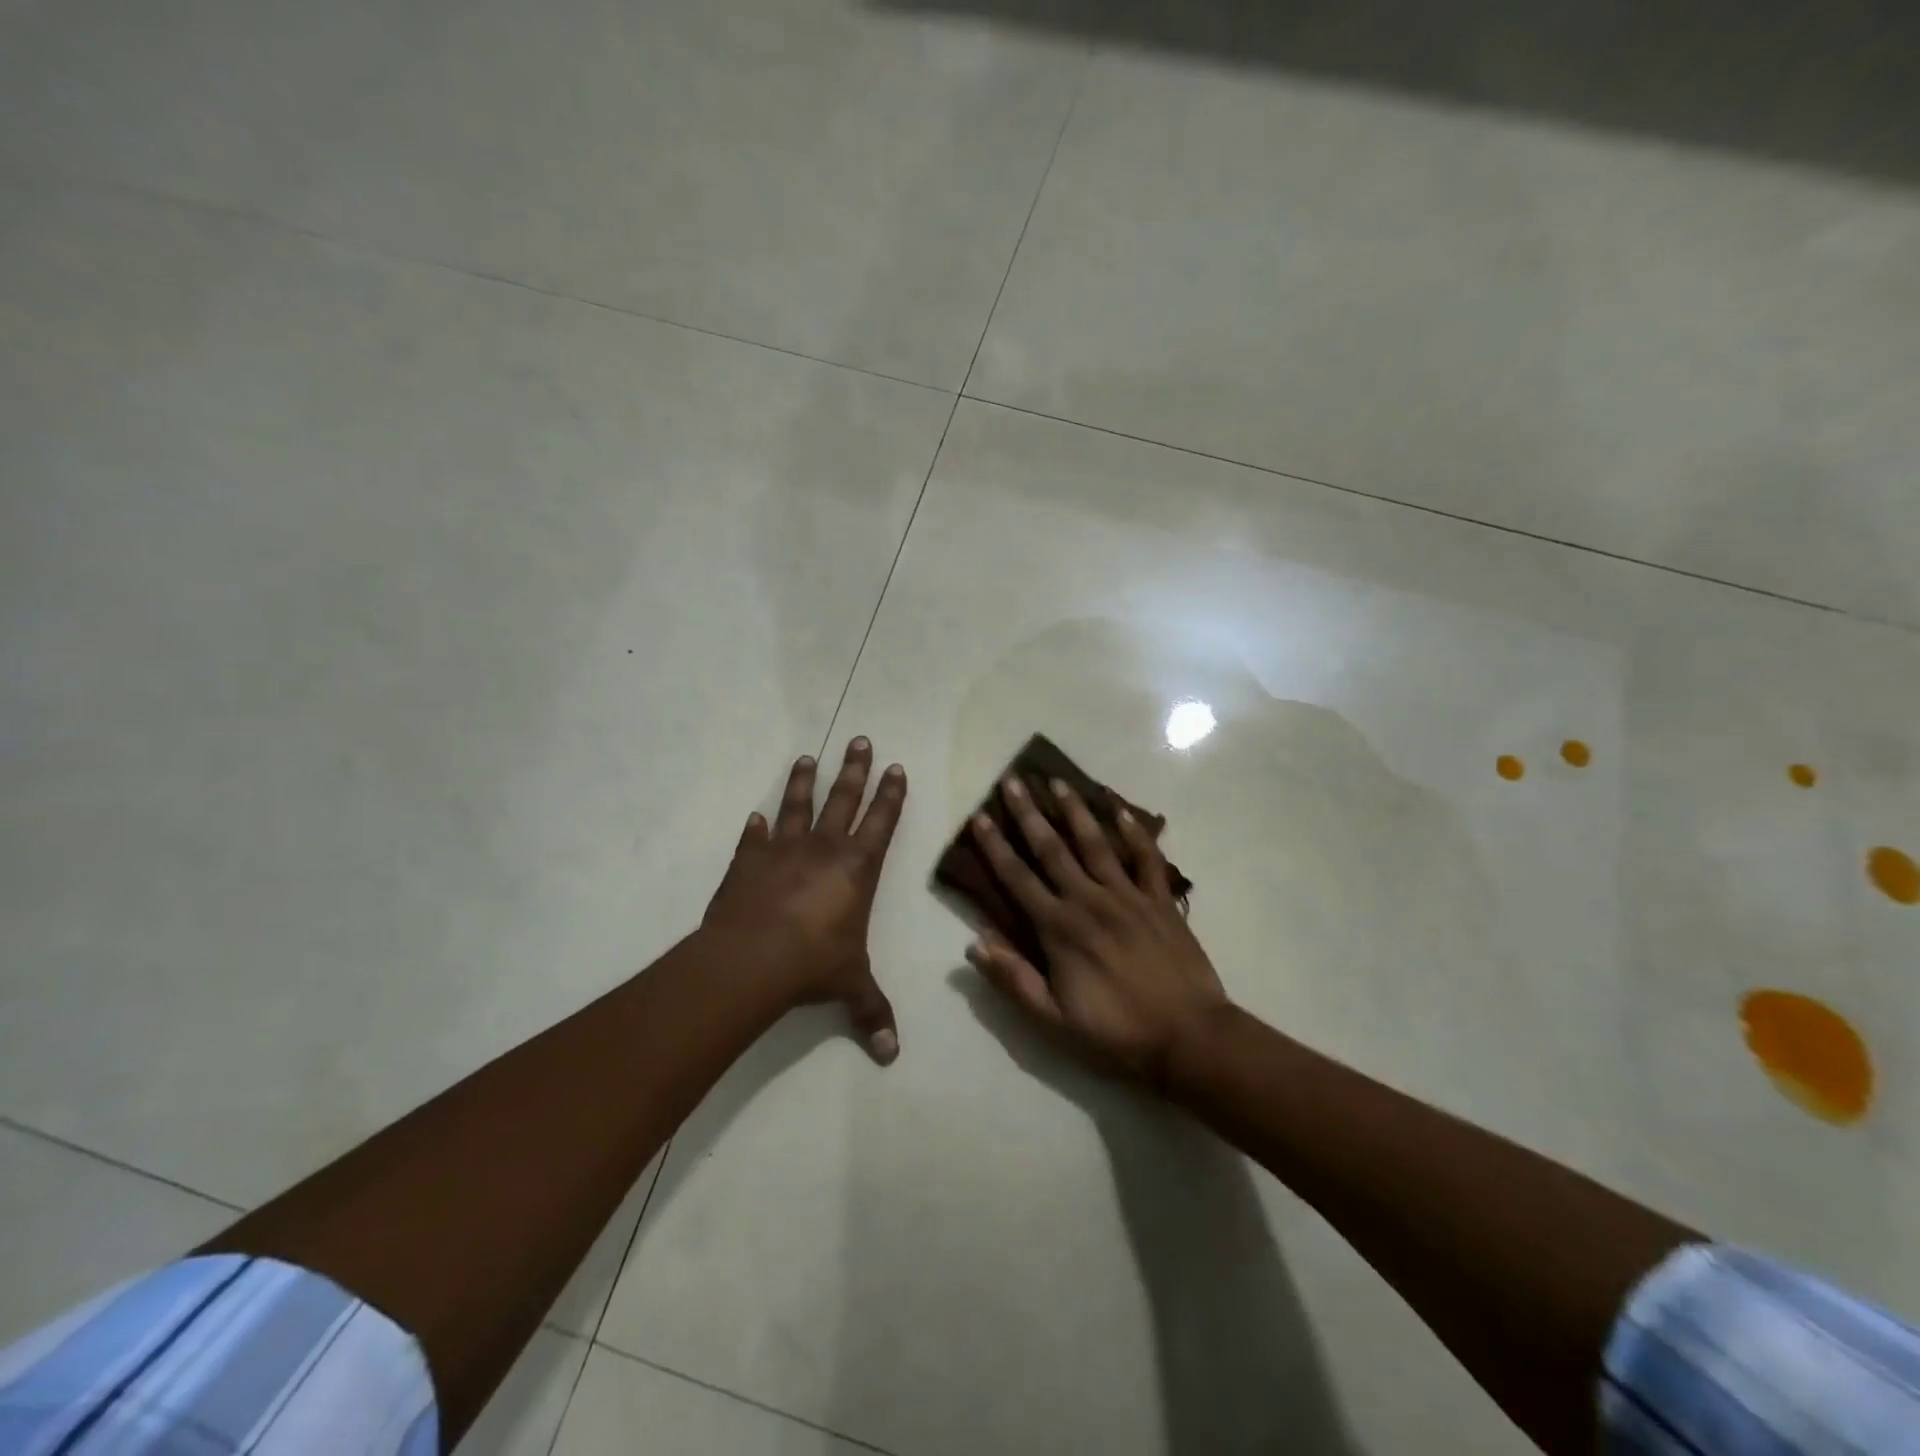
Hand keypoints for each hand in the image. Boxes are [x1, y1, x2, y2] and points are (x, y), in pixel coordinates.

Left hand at [703, 738, 906, 1064]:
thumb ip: (872, 1013)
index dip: (890, 794)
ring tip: (807, 757)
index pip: (881, 821)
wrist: (752, 960)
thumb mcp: (850, 986)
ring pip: (797, 805)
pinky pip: (753, 838)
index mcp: (857, 868)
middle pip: (843, 798)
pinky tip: (754, 816)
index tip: (894, 767)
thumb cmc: (813, 964)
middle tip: (861, 739)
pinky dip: (755, 827)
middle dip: (855, 769)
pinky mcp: (748, 861)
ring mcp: (783, 850)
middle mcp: (824, 848)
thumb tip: (892, 1055)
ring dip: (803, 781)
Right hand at [966, 776, 1226, 1085]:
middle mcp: (1089, 900)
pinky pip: (1146, 858)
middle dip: (1029, 814)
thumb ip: (1013, 979)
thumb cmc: (1115, 1033)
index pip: (1017, 878)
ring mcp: (1128, 896)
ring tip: (1059, 782)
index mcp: (1059, 928)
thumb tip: (974, 944)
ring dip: (1075, 811)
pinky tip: (1121, 809)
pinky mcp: (1160, 900)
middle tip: (1013, 781)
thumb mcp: (1053, 1020)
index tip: (979, 817)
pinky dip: (1135, 832)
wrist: (1188, 1038)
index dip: (995, 846)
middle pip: (1052, 849)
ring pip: (1095, 843)